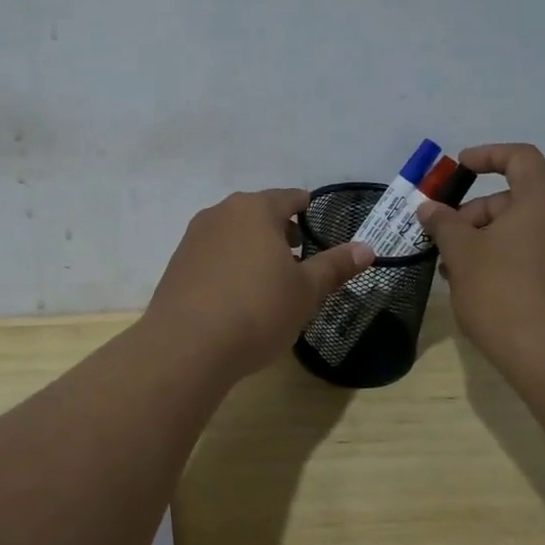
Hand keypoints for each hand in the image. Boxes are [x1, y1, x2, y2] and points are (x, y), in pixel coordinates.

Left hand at [145, 189, 373, 378]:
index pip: (290, 198)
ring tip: (269, 281)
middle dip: (281, 232)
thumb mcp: (305, 291)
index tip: (319, 229)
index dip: (308, 211)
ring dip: (254, 249)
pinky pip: (213, 256)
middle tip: (299, 260)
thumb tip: (367, 248)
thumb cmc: (257, 310)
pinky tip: (237, 297)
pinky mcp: (177, 264)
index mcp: (256, 209)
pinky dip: (230, 266)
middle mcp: (221, 213)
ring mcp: (194, 238)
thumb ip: (335, 266)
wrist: (186, 346)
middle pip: (259, 214)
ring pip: (234, 234)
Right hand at [416, 144, 544, 371]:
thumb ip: (444, 224)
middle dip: (475, 214)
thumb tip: (430, 208)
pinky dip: (507, 260)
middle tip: (444, 240)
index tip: (459, 167)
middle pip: (517, 199)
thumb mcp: (462, 253)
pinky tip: (480, 289)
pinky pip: (537, 255)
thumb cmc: (504, 292)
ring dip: (487, 241)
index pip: (520, 157)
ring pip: (524, 231)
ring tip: (455, 271)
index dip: (487, 155)